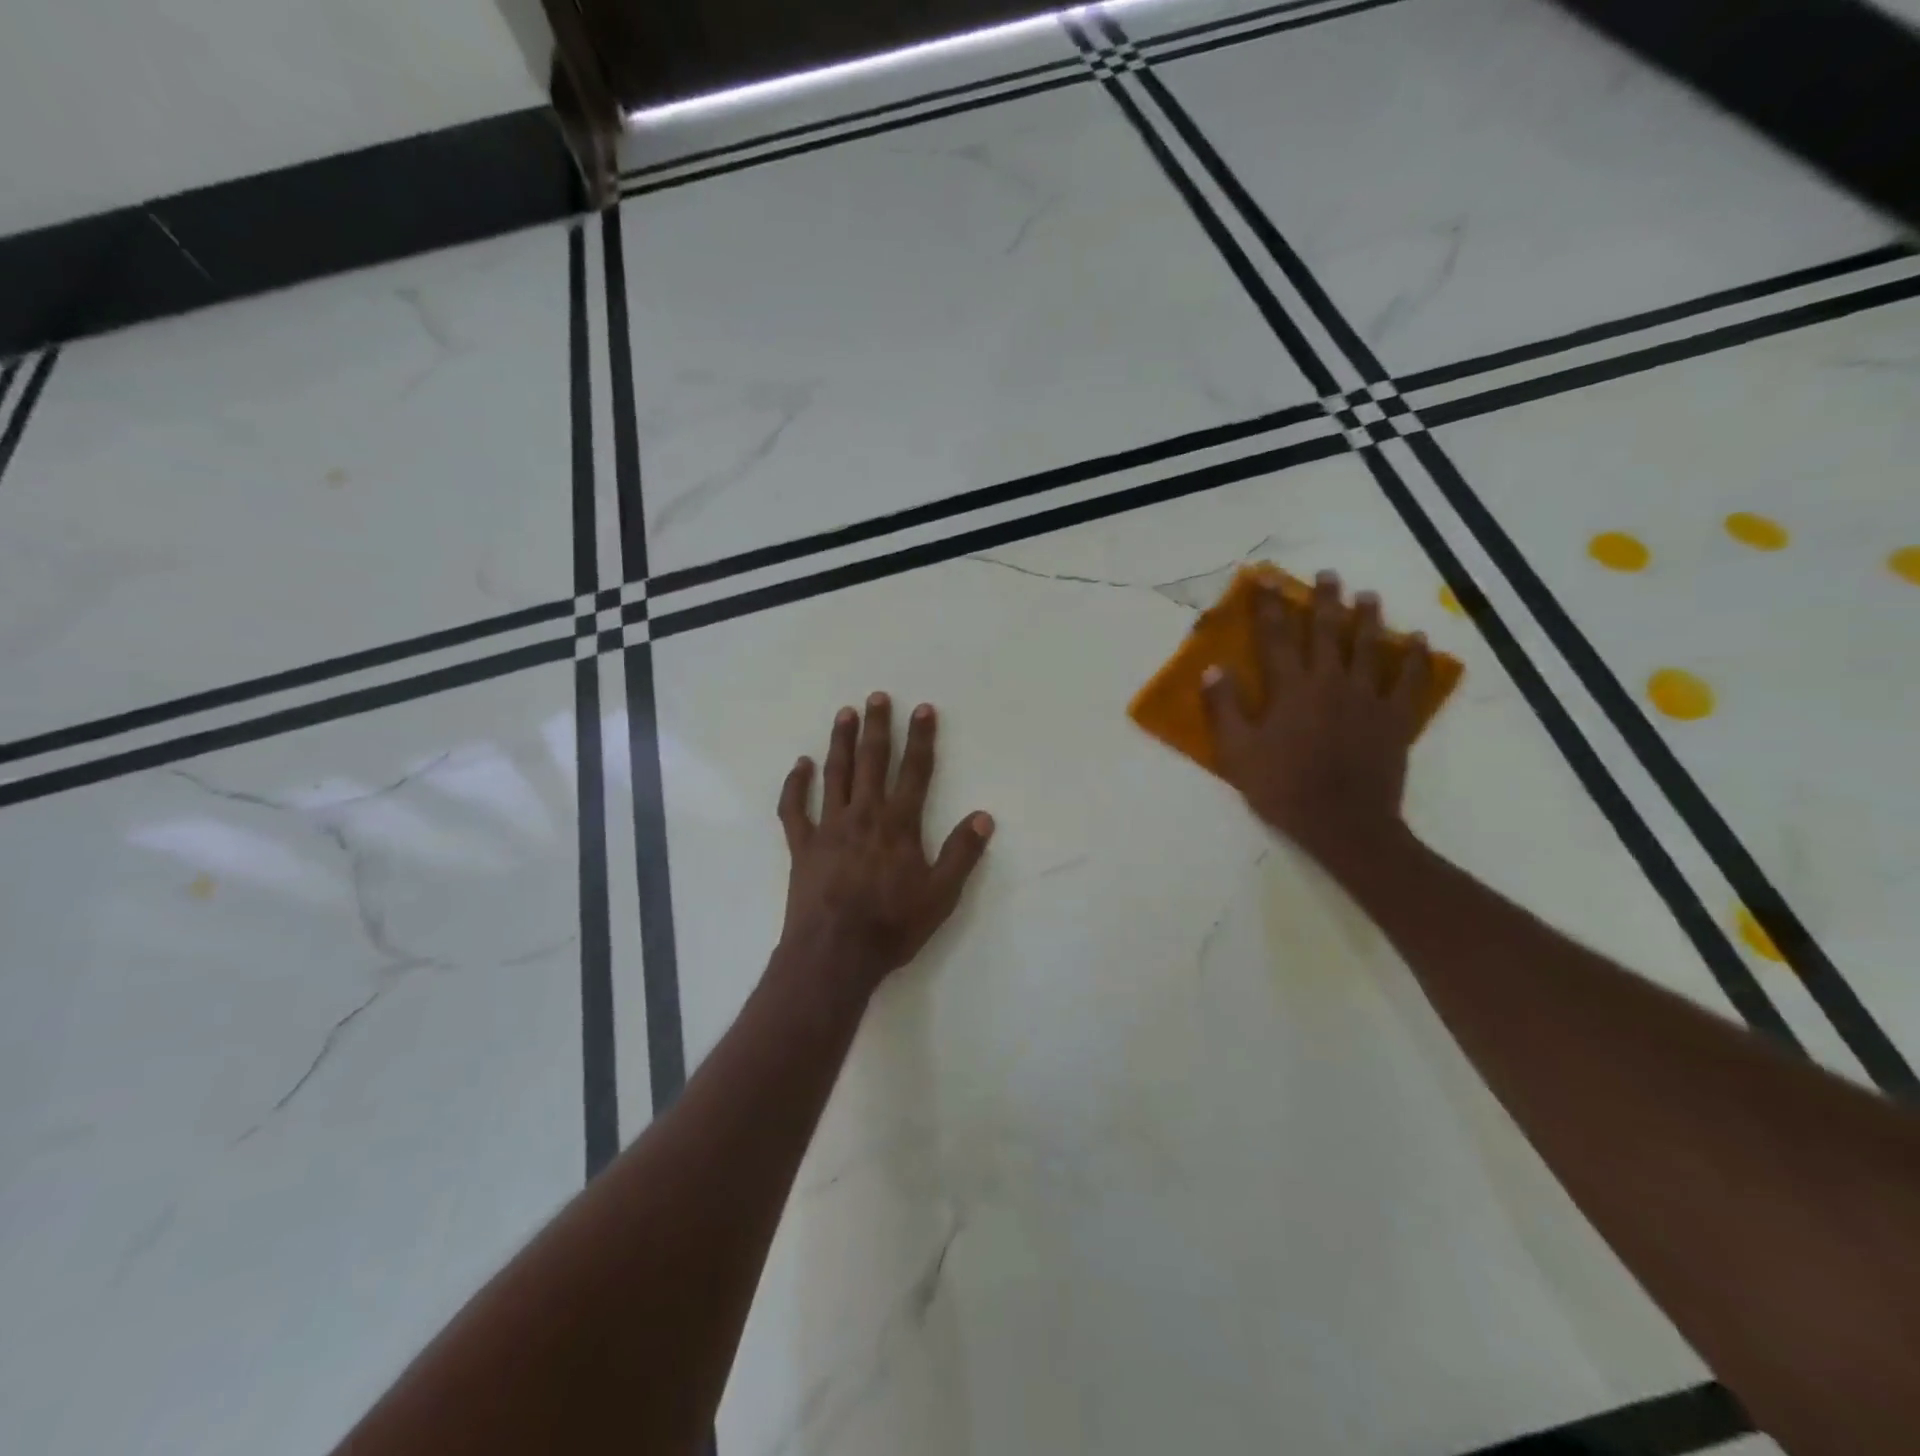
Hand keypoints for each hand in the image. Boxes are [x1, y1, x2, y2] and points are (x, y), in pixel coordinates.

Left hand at [775, 693, 993, 995]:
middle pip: (873, 761)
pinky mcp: (802, 845)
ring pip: (836, 774)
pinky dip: (795, 784)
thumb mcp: (941, 895)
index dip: (921, 739)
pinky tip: (800, 765)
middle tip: (877, 696)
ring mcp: (829, 827)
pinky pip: (794, 808)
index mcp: (899, 824)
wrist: (834, 953)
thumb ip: (961, 854)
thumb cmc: (892, 926)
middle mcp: (864, 814)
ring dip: (841, 742)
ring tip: (845, 714)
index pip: (915, 771)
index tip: (922, 709)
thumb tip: (983, 817)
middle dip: (878, 727)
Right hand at [1202, 571, 1429, 871]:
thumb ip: (1224, 708)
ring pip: (1369, 648)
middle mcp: (1330, 681)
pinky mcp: (1394, 718)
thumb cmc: (1281, 787)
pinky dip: (1415, 659)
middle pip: (1327, 632)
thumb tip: (1213, 669)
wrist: (1341, 822)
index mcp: (1290, 689)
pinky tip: (1418, 641)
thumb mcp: (1237, 752)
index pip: (1276, 637)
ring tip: (1369, 596)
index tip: (1268, 581)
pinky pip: (1408, 681)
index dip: (1271, 607)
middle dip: (1325, 601)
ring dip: (1369, 619)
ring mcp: (1367, 697)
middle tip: (1328, 575)